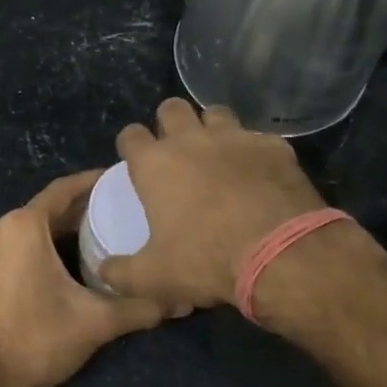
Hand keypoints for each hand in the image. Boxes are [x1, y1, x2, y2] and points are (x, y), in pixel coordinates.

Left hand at [0, 171, 166, 386]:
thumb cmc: (38, 341)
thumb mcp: (96, 322)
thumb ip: (141, 306)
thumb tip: (182, 301)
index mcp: (21, 226)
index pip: (62, 191)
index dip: (90, 183)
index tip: (114, 180)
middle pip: (40, 212)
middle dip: (72, 214)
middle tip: (108, 217)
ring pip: (18, 234)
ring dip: (47, 236)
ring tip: (81, 244)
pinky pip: (0, 254)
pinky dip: (22, 255)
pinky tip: (43, 273)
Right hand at [98, 98, 325, 309]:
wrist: (281, 254)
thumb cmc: (206, 261)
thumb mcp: (153, 279)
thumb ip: (121, 273)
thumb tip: (105, 271)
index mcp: (156, 165)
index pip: (131, 135)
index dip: (130, 144)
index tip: (135, 160)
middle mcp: (192, 140)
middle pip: (172, 108)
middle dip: (169, 123)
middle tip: (175, 151)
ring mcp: (236, 138)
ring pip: (215, 112)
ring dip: (211, 128)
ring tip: (217, 154)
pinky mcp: (273, 146)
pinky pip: (257, 138)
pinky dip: (253, 151)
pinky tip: (258, 173)